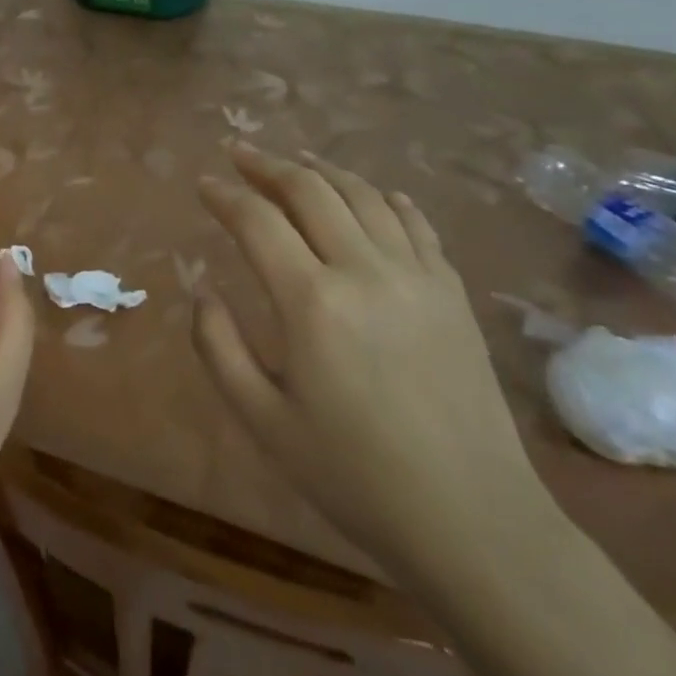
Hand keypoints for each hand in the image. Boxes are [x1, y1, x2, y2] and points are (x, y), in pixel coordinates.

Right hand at [193, 143, 547, 579]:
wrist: (473, 522)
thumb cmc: (354, 475)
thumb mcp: (262, 420)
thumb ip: (218, 347)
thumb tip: (201, 291)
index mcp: (312, 301)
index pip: (257, 220)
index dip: (224, 195)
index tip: (203, 182)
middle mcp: (364, 271)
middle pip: (310, 190)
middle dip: (267, 165)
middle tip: (238, 153)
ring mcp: (416, 277)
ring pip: (364, 196)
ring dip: (322, 170)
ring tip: (296, 161)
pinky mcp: (452, 293)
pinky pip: (416, 224)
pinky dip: (387, 198)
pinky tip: (375, 193)